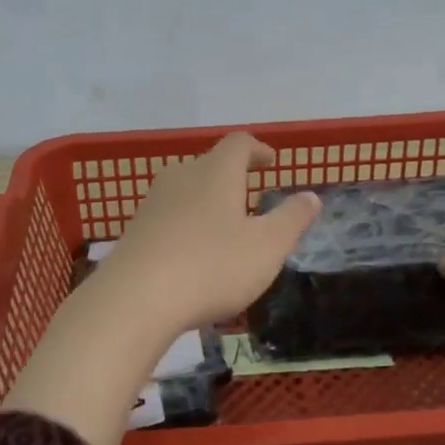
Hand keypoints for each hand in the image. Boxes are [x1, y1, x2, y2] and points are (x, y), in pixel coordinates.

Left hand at [3, 134, 319, 444]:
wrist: (135, 300)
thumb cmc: (212, 268)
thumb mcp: (267, 248)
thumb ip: (291, 220)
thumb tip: (311, 196)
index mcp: (216, 173)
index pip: (238, 144)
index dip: (257, 149)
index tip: (269, 161)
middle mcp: (180, 178)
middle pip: (208, 166)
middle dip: (230, 178)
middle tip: (248, 197)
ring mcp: (151, 205)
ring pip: (184, 192)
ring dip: (205, 203)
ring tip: (222, 228)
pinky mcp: (133, 233)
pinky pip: (167, 220)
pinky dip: (185, 228)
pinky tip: (191, 256)